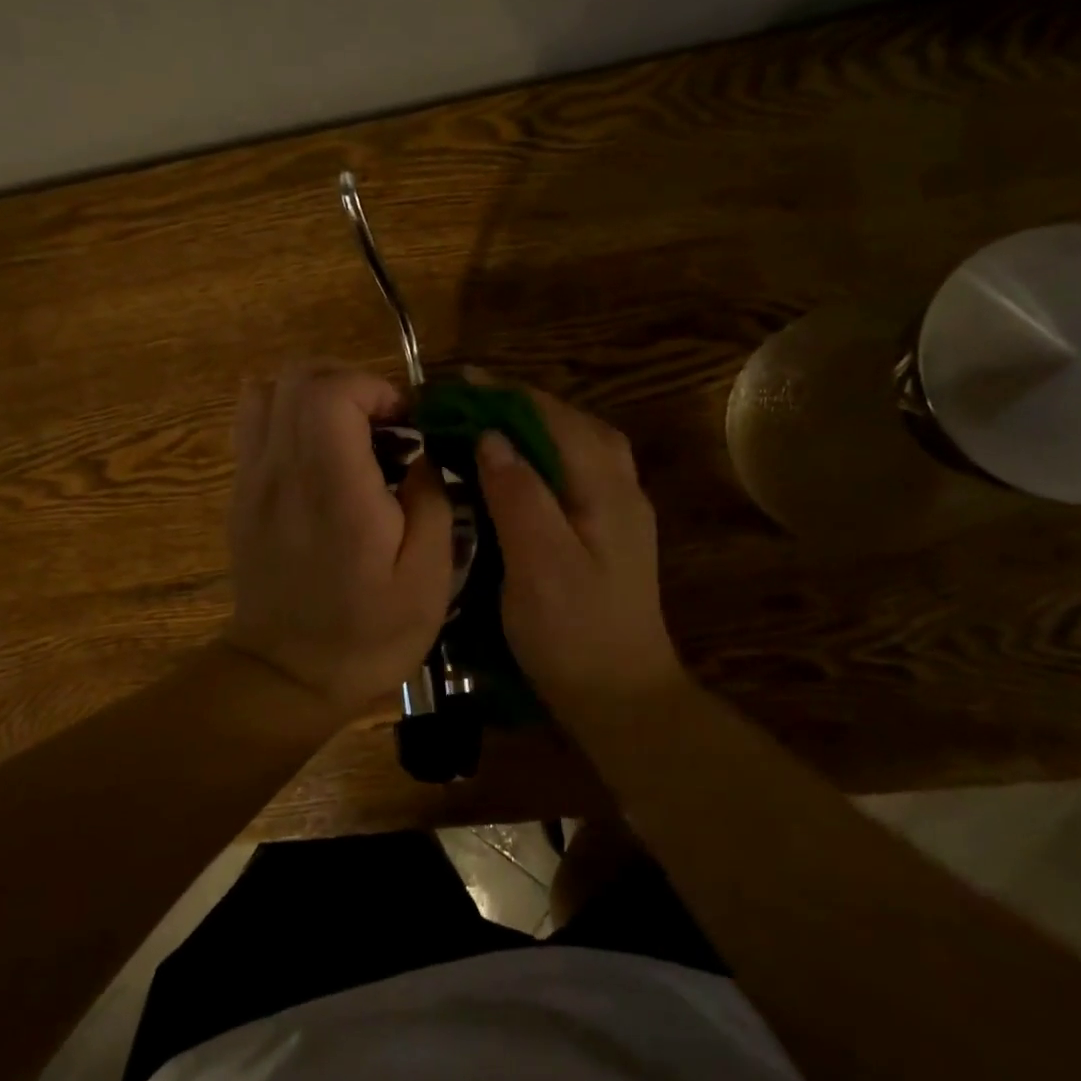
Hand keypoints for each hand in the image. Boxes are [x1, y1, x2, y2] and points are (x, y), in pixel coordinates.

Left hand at [223, 360, 452, 718]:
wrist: (287, 677)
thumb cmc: (367, 633)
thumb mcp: (428, 577)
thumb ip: (431, 499)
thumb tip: (421, 455)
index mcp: (333, 488)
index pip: (331, 391)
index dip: (374, 388)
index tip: (405, 424)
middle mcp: (283, 471)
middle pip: (297, 378)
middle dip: (350, 383)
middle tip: (384, 424)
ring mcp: (252, 479)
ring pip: (267, 391)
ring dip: (315, 394)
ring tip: (351, 431)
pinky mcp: (241, 493)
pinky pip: (253, 423)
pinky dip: (287, 415)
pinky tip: (320, 452)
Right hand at [474, 388, 685, 706]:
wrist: (622, 698)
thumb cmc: (574, 633)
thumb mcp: (538, 563)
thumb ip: (518, 494)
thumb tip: (493, 436)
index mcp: (606, 488)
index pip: (554, 417)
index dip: (505, 395)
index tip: (458, 382)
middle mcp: (621, 487)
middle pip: (571, 423)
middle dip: (519, 403)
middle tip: (467, 402)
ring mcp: (619, 510)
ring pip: (577, 445)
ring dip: (534, 426)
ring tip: (488, 424)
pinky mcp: (610, 532)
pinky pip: (576, 471)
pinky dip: (544, 455)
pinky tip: (516, 472)